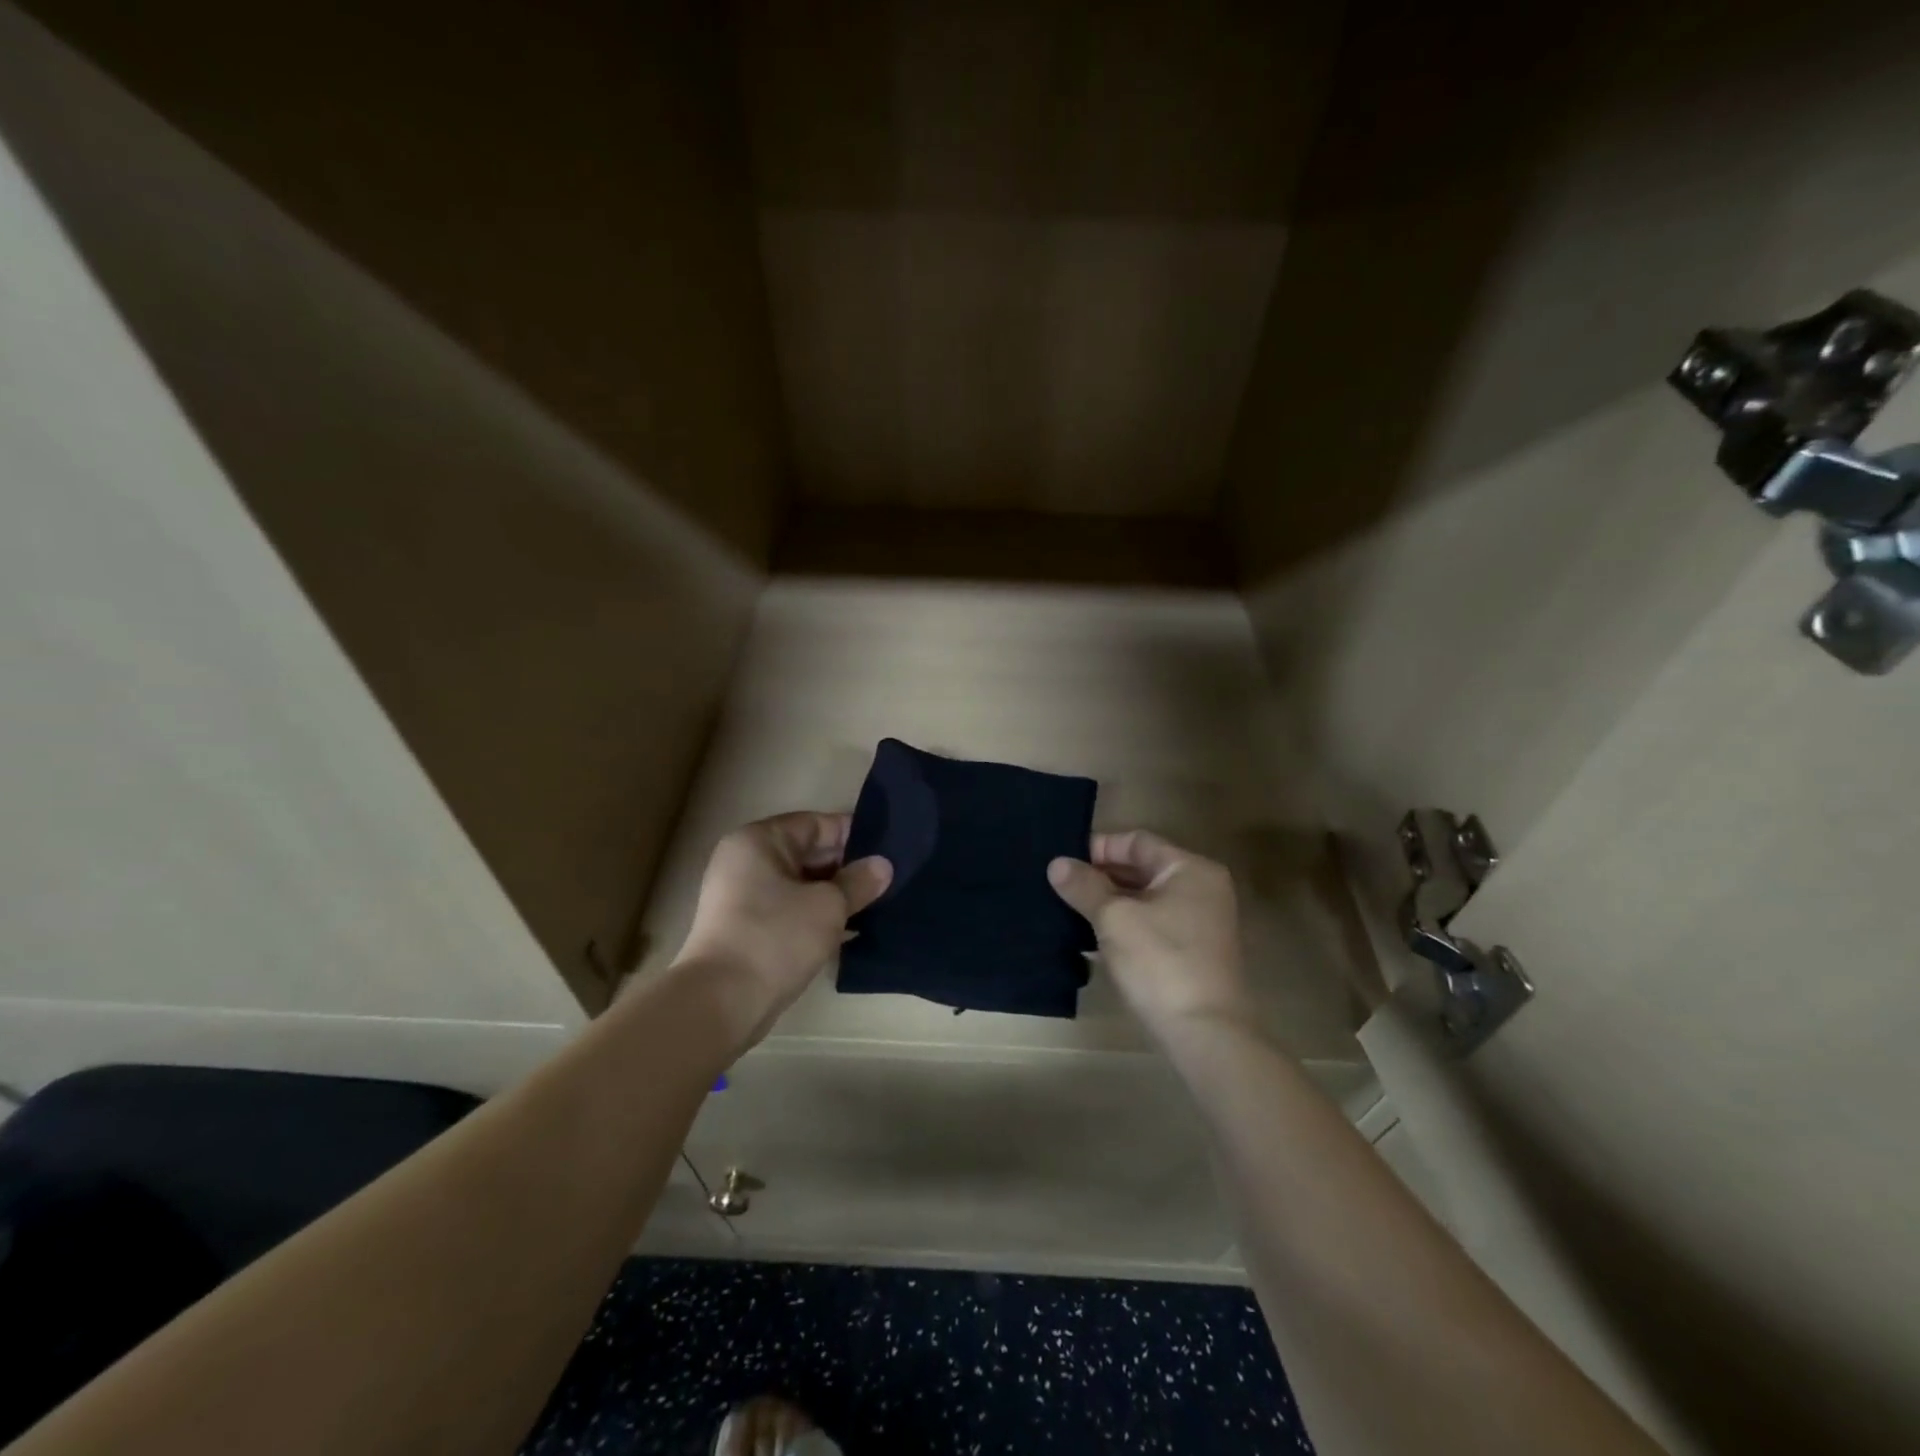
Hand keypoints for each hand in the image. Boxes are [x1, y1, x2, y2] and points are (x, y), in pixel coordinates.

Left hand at [674, 812, 890, 1036]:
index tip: (889, 852)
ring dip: (834, 895)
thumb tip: (883, 865)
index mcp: (759, 840)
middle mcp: (745, 860)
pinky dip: (815, 915)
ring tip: (875, 905)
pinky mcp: (744, 928)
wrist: (720, 1002)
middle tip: (887, 881)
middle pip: (807, 853)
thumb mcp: (829, 906)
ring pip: (800, 884)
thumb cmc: (775, 938)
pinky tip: (848, 930)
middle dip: (847, 867)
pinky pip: (789, 909)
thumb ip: (859, 881)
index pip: (816, 824)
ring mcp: (741, 896)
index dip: (854, 836)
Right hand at [1047, 830, 1255, 1039]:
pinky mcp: (1193, 952)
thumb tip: (1057, 864)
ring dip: (1109, 903)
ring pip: (1145, 899)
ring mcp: (1200, 922)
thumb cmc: (1161, 962)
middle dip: (1100, 876)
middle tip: (1060, 886)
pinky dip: (1125, 926)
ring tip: (1069, 910)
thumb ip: (1085, 886)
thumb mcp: (1114, 919)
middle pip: (1142, 869)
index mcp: (1190, 869)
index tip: (1064, 862)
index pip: (1137, 842)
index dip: (1098, 848)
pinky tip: (1092, 939)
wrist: (1205, 1034)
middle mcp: (1201, 889)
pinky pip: (1152, 925)